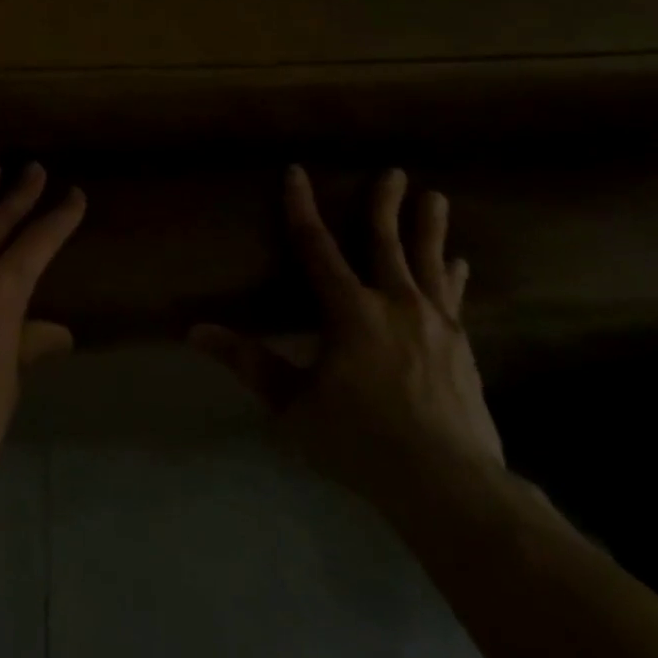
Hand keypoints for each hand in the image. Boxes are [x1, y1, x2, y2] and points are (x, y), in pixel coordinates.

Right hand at [190, 165, 503, 515]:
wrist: (450, 485)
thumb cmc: (359, 440)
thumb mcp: (292, 403)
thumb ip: (248, 362)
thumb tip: (195, 331)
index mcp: (350, 311)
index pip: (318, 247)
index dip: (302, 208)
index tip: (296, 172)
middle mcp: (395, 305)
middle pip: (386, 243)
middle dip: (385, 205)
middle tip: (394, 171)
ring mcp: (436, 326)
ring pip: (428, 264)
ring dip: (428, 228)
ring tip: (435, 197)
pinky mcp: (462, 349)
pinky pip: (454, 298)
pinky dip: (452, 275)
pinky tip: (459, 263)